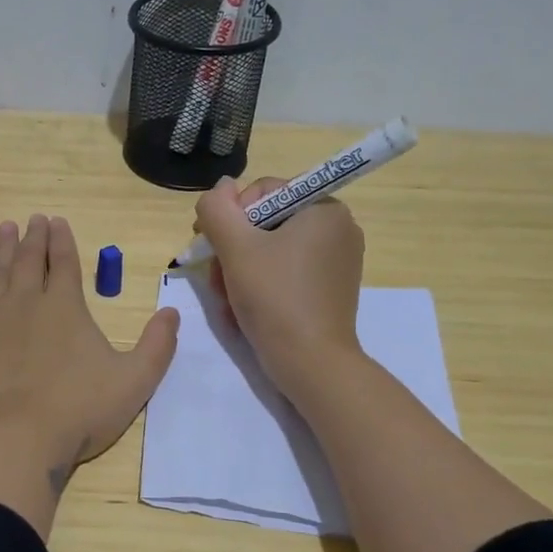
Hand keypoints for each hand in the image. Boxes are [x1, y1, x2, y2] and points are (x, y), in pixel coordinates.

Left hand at [0, 214, 179, 481]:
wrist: (19, 439)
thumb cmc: (80, 410)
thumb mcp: (135, 380)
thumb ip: (158, 345)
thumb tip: (172, 314)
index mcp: (64, 307)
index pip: (64, 264)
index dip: (62, 241)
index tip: (56, 221)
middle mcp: (24, 304)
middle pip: (27, 262)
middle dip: (32, 239)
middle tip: (32, 219)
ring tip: (3, 230)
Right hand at [194, 176, 364, 396]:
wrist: (310, 364)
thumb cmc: (274, 297)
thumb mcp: (235, 247)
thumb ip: (218, 208)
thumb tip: (220, 187)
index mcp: (325, 208)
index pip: (264, 192)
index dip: (232, 216)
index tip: (214, 247)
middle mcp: (338, 228)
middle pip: (266, 222)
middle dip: (234, 248)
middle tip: (216, 278)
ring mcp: (337, 260)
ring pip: (272, 249)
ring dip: (240, 269)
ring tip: (225, 298)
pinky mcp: (330, 288)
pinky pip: (287, 271)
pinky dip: (261, 283)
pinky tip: (243, 307)